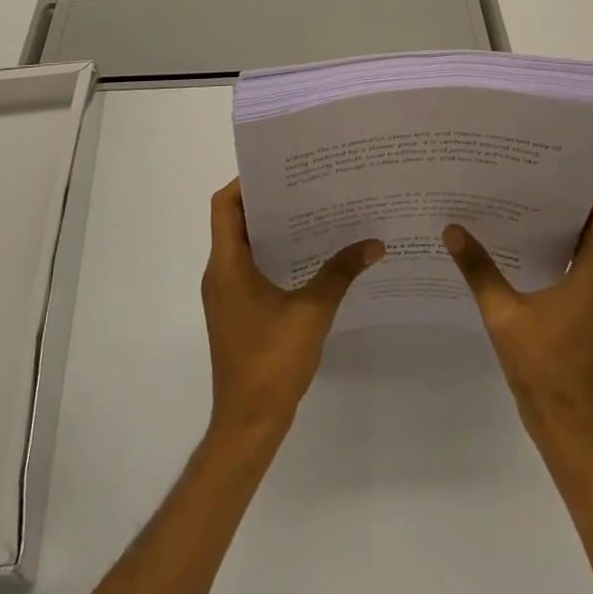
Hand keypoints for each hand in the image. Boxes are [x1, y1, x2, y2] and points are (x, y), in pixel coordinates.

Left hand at [202, 179, 382, 449]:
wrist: (248, 424)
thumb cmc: (272, 362)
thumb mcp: (312, 312)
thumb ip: (341, 272)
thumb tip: (373, 243)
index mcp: (227, 265)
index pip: (225, 206)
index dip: (246, 182)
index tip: (281, 169)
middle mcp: (219, 274)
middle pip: (235, 221)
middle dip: (268, 201)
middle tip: (307, 185)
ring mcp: (225, 295)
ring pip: (243, 246)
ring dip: (272, 229)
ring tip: (313, 213)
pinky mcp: (235, 312)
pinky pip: (249, 268)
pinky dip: (272, 255)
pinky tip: (308, 257)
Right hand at [444, 191, 592, 456]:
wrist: (566, 430)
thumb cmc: (543, 368)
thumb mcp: (503, 316)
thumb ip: (479, 271)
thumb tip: (453, 230)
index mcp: (590, 278)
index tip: (563, 175)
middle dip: (567, 206)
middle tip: (530, 184)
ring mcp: (590, 305)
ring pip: (583, 254)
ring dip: (559, 232)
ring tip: (519, 211)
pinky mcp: (580, 320)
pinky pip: (572, 275)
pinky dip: (552, 257)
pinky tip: (516, 256)